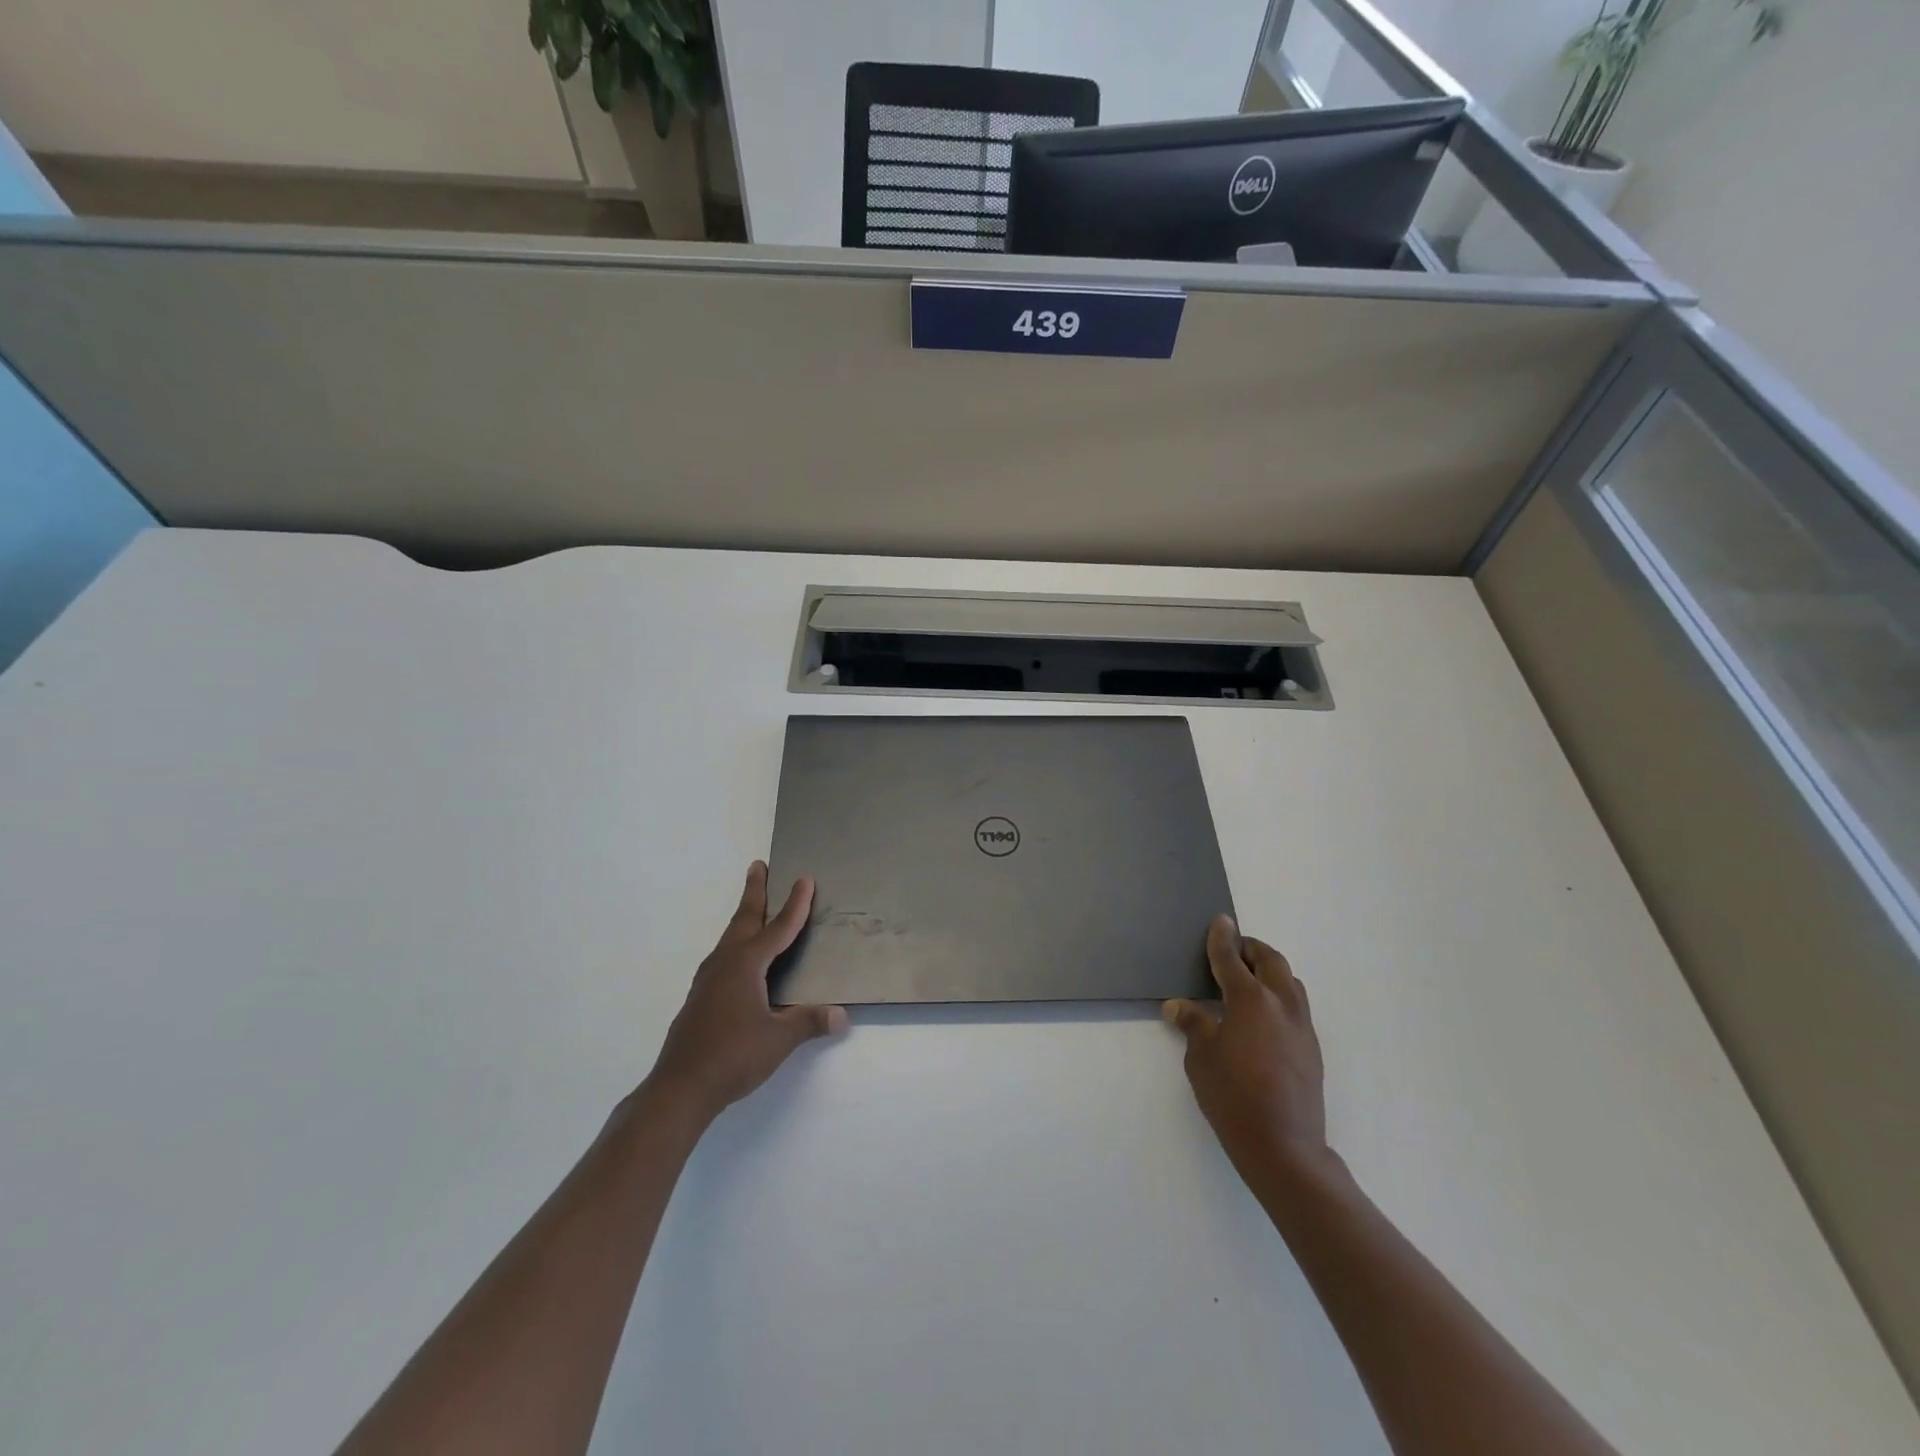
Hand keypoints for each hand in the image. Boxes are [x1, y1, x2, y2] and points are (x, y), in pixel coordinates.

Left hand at [643, 862, 847, 1127]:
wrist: (680, 1088)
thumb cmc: (732, 1057)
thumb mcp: (779, 1039)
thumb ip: (810, 1022)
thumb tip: (842, 1016)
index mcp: (745, 965)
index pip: (778, 928)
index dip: (795, 905)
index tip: (804, 880)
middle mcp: (724, 964)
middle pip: (744, 920)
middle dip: (754, 892)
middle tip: (758, 866)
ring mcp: (707, 981)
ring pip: (730, 938)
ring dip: (744, 918)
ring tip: (753, 908)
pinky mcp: (700, 998)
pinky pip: (723, 957)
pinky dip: (736, 943)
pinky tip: (739, 960)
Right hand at [1163, 916, 1333, 1187]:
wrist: (1283, 1146)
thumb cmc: (1233, 1095)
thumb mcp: (1201, 1057)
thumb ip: (1193, 1023)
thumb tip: (1179, 1006)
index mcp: (1251, 999)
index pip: (1232, 958)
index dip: (1222, 938)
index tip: (1220, 921)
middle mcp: (1281, 1004)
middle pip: (1271, 961)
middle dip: (1252, 949)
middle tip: (1234, 948)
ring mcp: (1302, 1027)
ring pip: (1290, 982)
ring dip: (1270, 971)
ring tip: (1250, 979)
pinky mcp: (1312, 1048)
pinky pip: (1297, 1006)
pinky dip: (1280, 996)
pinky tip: (1263, 1017)